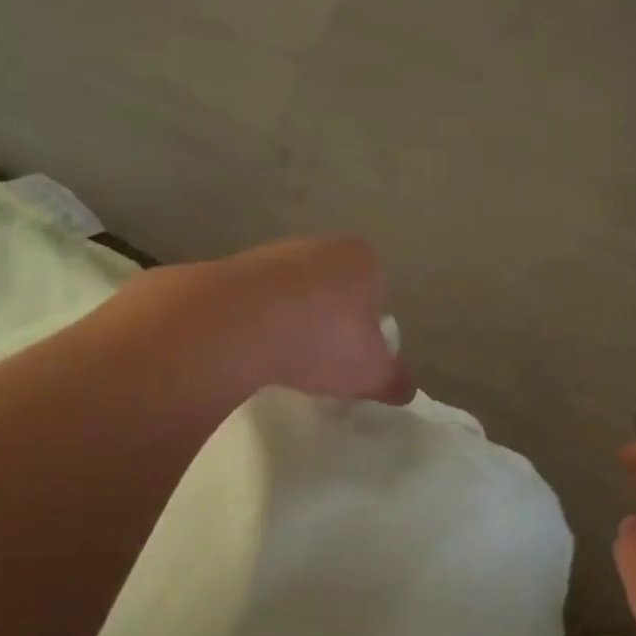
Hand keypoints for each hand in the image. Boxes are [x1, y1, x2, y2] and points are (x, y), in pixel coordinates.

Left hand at [113, 238, 413, 405]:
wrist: (235, 326)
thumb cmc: (322, 341)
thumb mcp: (370, 373)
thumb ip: (393, 379)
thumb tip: (407, 389)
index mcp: (360, 259)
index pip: (377, 286)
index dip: (370, 322)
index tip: (357, 354)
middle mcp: (317, 246)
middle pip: (331, 286)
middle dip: (329, 318)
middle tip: (324, 359)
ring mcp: (269, 254)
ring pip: (290, 292)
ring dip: (289, 320)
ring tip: (284, 360)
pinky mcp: (228, 270)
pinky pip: (252, 302)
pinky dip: (255, 324)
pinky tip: (252, 353)